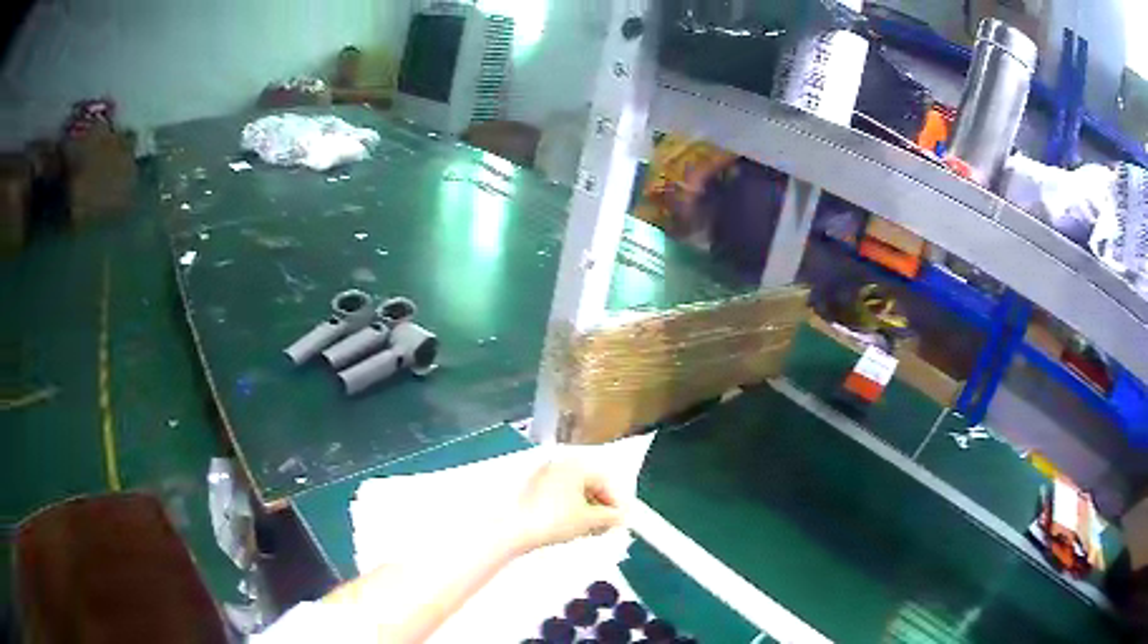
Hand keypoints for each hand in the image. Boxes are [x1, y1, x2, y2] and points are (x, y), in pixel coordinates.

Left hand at [510, 459, 623, 553]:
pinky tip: (569, 525)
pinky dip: (568, 508)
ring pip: (573, 490)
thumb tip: (620, 517)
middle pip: (588, 484)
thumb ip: (610, 517)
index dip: (615, 502)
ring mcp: (542, 476)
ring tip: (588, 528)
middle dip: (600, 506)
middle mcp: (557, 465)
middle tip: (605, 524)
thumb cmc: (551, 520)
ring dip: (585, 508)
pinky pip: (557, 495)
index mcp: (574, 466)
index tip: (619, 517)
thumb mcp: (589, 520)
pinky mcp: (530, 489)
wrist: (517, 530)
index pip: (604, 481)